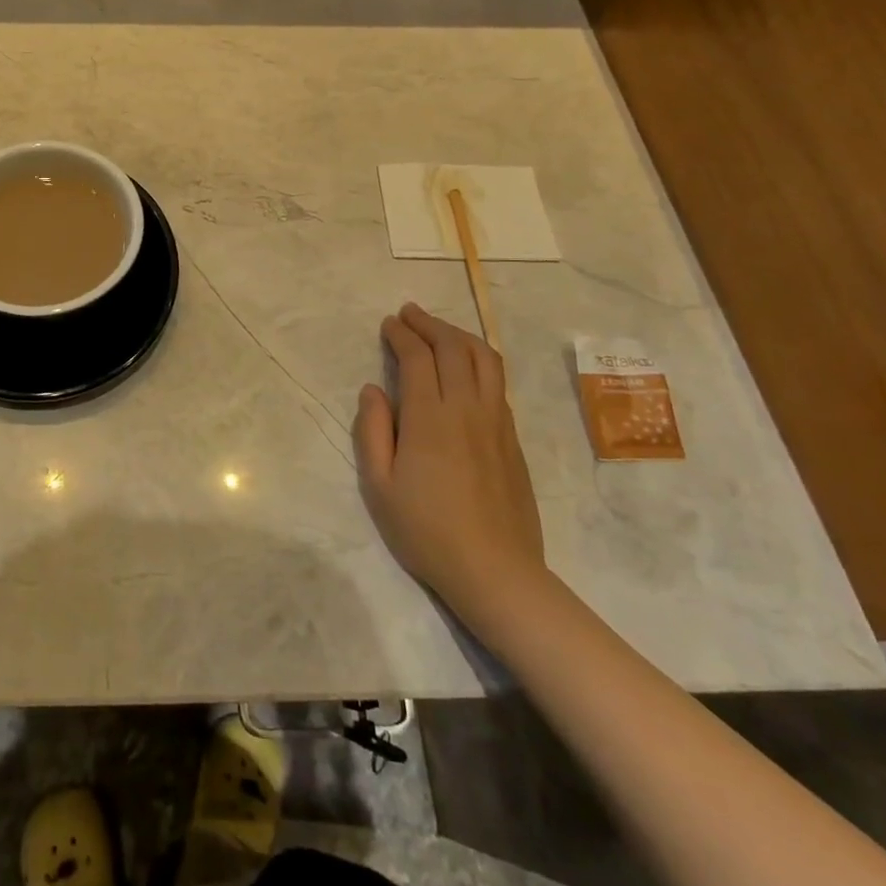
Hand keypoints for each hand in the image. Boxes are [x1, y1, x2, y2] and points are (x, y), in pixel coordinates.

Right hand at [352, 303, 547, 636]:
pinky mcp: (512, 438)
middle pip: (452, 348)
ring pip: (484, 359)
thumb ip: (372, 431)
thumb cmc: (426, 530)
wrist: (496, 571)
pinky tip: (466, 367)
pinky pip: (498, 382)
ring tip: (439, 330)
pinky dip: (479, 360)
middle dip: (429, 324)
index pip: (417, 357)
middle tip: (409, 314)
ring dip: (459, 335)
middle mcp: (466, 409)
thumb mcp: (379, 486)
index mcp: (429, 418)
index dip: (401, 334)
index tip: (388, 324)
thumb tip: (373, 390)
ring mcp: (496, 422)